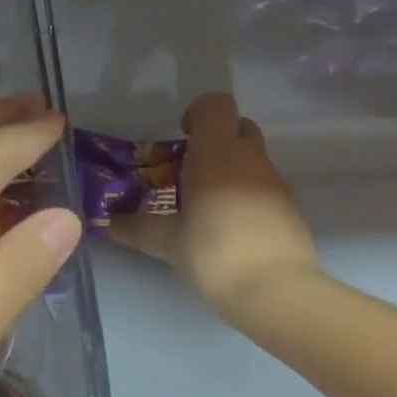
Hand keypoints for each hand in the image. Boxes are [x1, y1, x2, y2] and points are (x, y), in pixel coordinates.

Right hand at [113, 93, 320, 326]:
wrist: (277, 291)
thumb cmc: (214, 252)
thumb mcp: (167, 242)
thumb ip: (137, 228)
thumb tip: (108, 223)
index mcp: (216, 152)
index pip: (215, 105)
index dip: (197, 114)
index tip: (180, 139)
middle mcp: (249, 157)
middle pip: (238, 126)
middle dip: (215, 140)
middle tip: (189, 171)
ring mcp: (274, 181)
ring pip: (252, 157)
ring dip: (230, 169)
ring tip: (205, 206)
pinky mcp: (288, 207)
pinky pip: (264, 185)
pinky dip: (246, 194)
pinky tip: (229, 228)